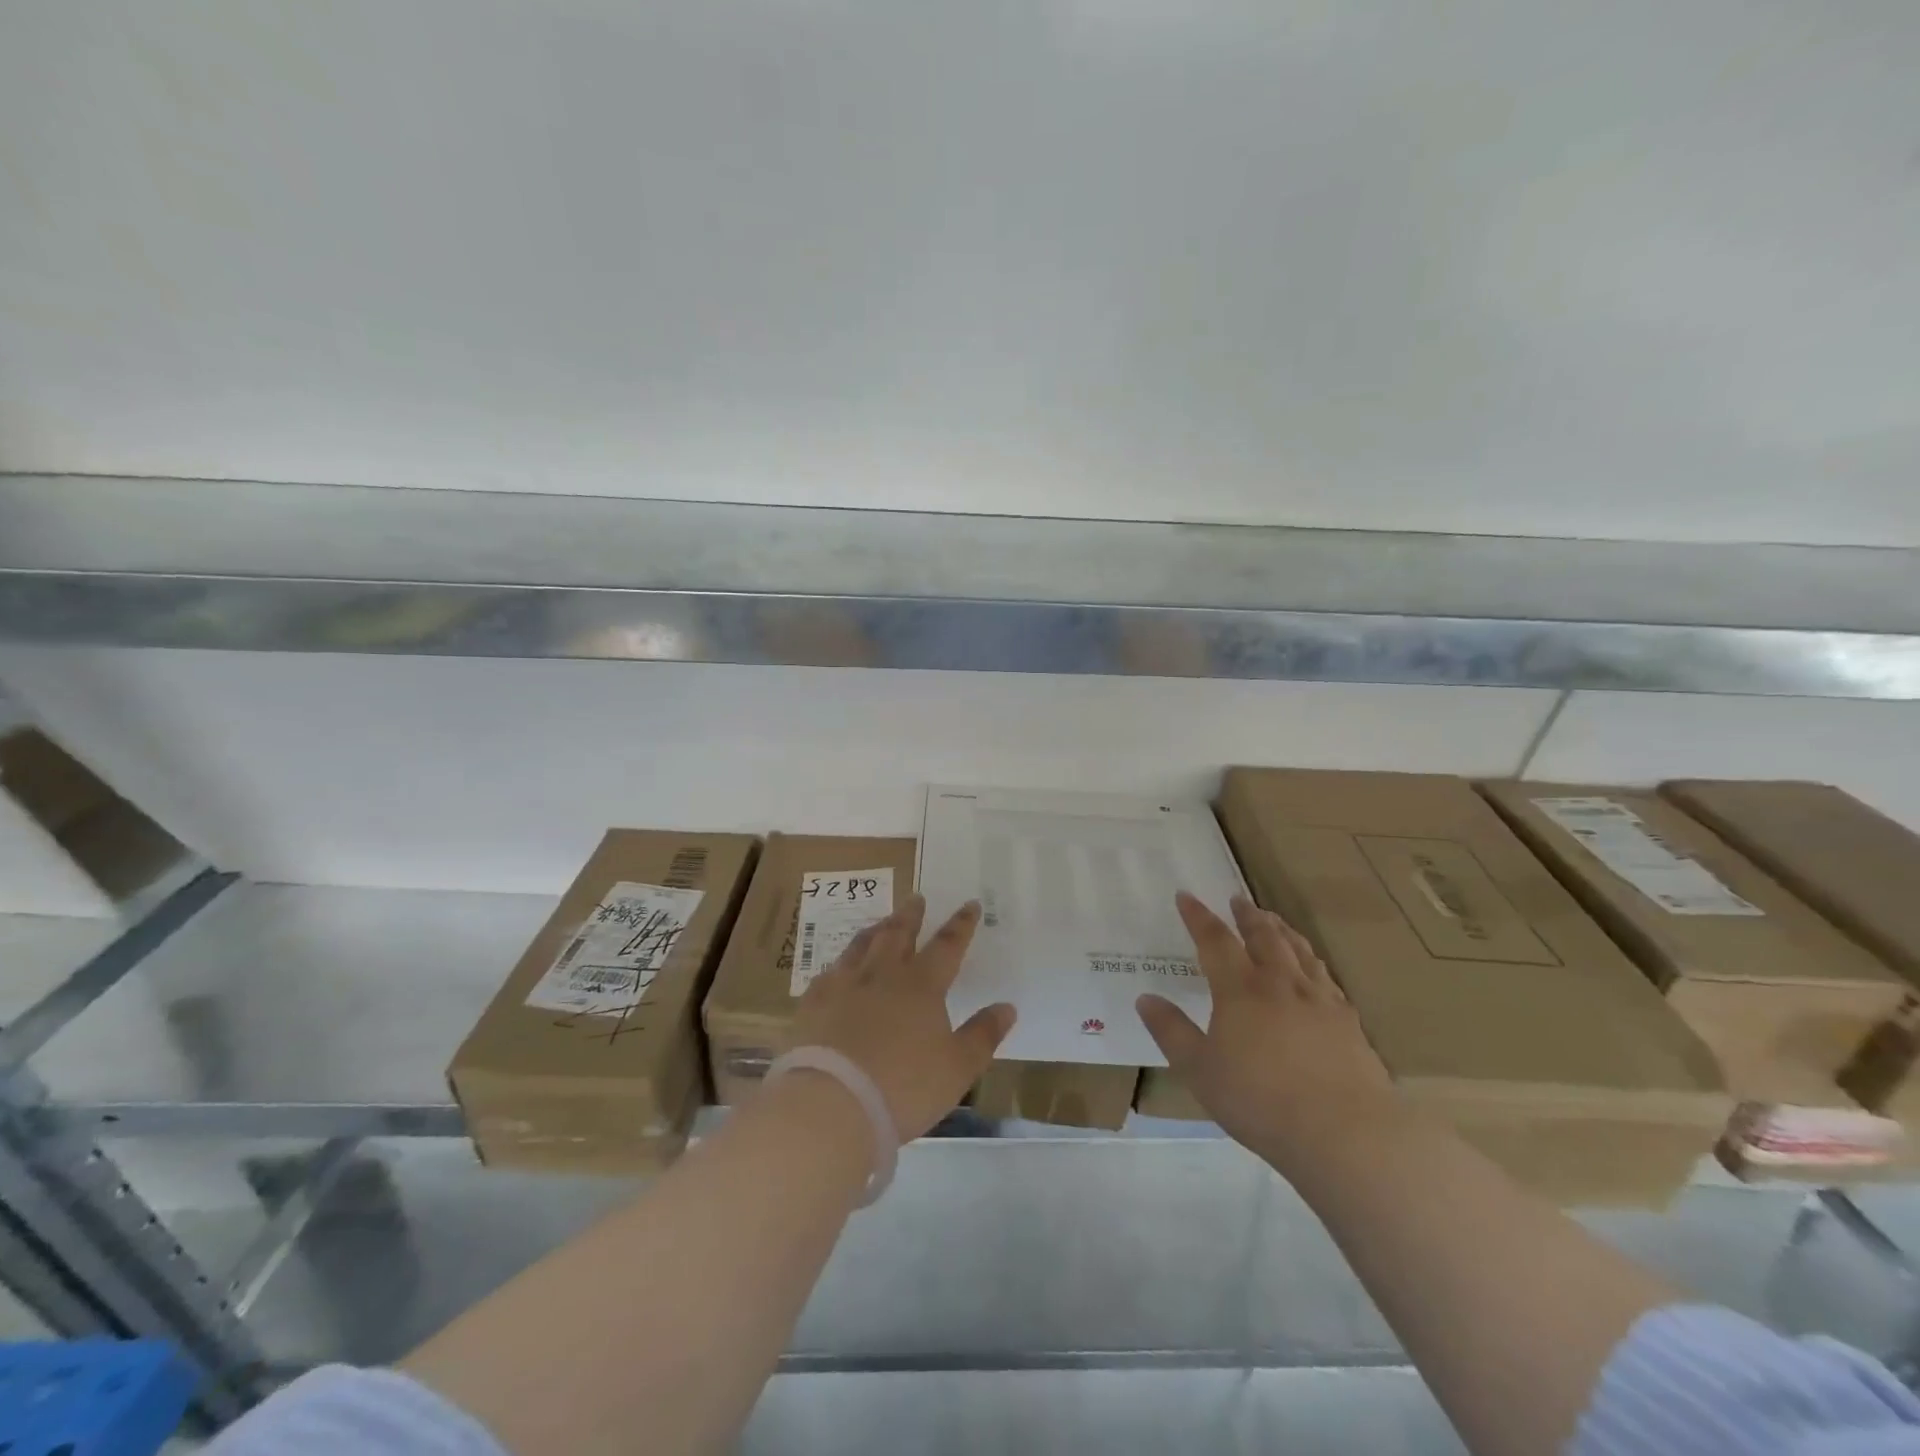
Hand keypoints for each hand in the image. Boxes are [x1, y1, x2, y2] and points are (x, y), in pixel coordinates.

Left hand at [790, 895, 1015, 1140]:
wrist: (831, 1103)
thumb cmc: (904, 1087)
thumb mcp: (958, 1068)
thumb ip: (983, 1035)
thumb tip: (1007, 1006)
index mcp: (921, 985)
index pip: (947, 945)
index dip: (961, 925)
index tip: (970, 904)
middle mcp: (882, 975)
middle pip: (898, 934)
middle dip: (911, 915)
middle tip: (916, 898)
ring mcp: (844, 985)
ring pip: (861, 946)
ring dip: (876, 930)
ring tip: (881, 922)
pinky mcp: (813, 1003)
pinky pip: (828, 973)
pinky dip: (839, 965)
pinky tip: (837, 969)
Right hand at [1137, 892, 1394, 1166]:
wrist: (1345, 1134)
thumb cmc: (1260, 1101)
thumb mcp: (1199, 1070)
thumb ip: (1171, 1031)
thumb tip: (1145, 998)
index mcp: (1240, 989)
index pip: (1215, 940)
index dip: (1198, 916)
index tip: (1186, 896)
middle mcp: (1280, 983)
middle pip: (1263, 936)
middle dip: (1246, 915)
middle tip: (1238, 899)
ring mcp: (1319, 1000)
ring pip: (1298, 951)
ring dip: (1282, 930)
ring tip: (1273, 920)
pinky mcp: (1348, 1022)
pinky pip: (1326, 977)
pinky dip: (1313, 962)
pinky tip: (1314, 969)